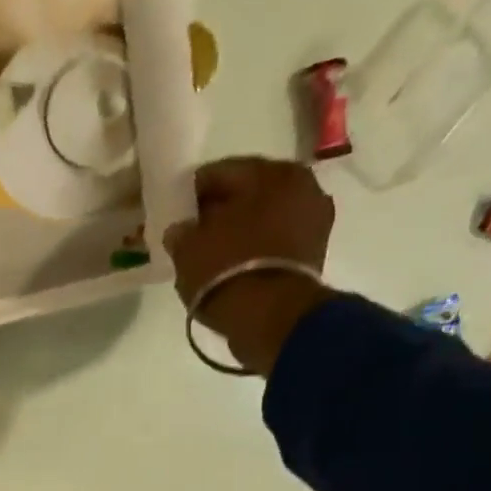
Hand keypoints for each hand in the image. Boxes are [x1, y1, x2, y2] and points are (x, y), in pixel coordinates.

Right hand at [162, 157, 337, 376]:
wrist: (270, 317)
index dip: (194, 191)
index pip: (221, 172)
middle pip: (249, 193)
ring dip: (240, 230)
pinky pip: (274, 242)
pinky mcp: (314, 254)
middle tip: (194, 230)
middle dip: (221, 210)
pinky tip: (232, 265)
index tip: (176, 209)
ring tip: (212, 251)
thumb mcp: (188, 248)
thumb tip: (182, 230)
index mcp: (271, 173)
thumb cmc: (227, 270)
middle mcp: (301, 186)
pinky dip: (254, 249)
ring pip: (264, 218)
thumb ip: (181, 232)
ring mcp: (313, 221)